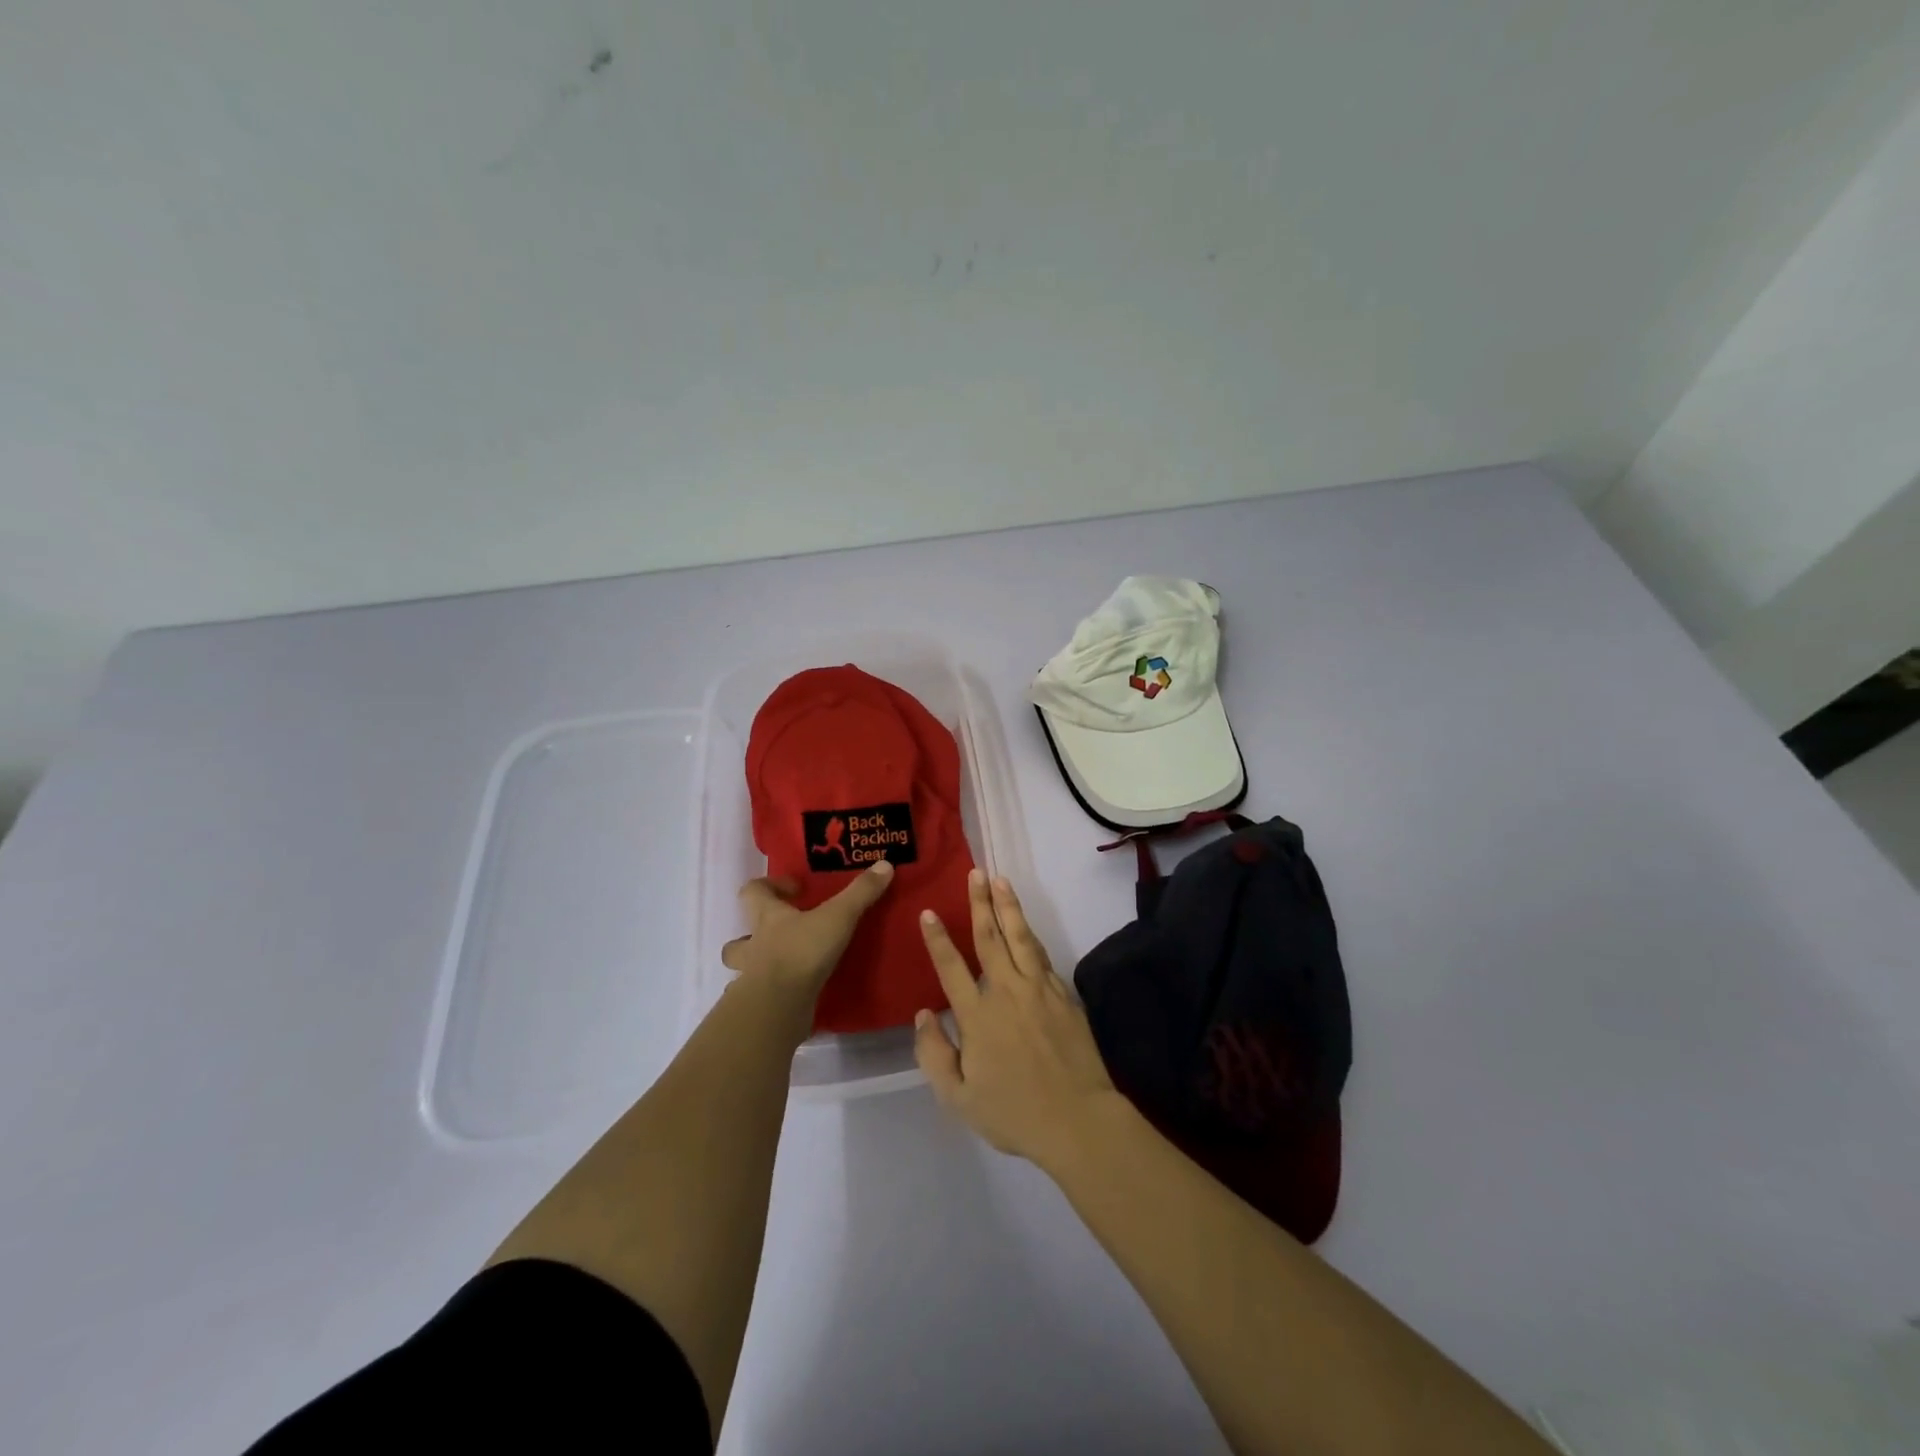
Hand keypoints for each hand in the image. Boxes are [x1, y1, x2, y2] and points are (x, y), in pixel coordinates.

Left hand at [722, 862, 893, 1014]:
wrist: (778, 1006)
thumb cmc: (802, 952)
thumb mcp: (837, 917)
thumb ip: (860, 893)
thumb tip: (885, 864)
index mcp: (766, 918)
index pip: (752, 892)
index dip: (768, 886)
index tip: (794, 889)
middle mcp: (753, 946)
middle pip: (739, 937)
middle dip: (754, 933)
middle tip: (785, 932)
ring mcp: (752, 978)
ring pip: (745, 969)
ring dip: (759, 966)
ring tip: (787, 965)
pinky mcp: (761, 1005)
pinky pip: (763, 997)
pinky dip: (774, 994)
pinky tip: (794, 996)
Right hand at [914, 869, 1117, 1166]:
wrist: (1078, 1120)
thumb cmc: (1014, 1112)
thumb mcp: (958, 1098)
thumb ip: (934, 1054)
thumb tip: (923, 1014)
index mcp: (977, 1015)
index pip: (951, 967)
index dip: (938, 938)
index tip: (929, 912)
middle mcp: (1007, 991)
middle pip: (990, 937)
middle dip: (979, 902)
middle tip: (975, 873)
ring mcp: (1040, 989)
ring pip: (1021, 937)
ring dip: (1009, 907)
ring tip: (1001, 881)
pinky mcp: (1064, 995)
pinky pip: (1042, 957)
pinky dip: (1031, 937)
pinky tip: (1026, 928)